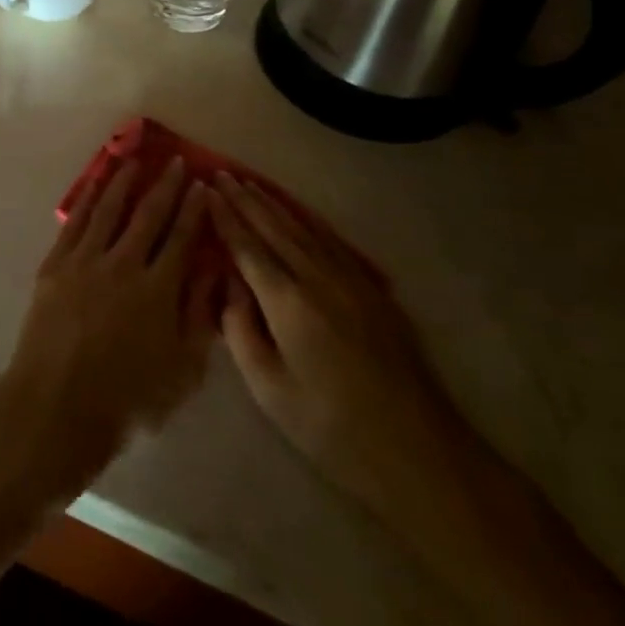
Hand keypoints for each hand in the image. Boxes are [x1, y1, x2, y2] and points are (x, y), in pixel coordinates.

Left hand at [0, 159, 218, 504]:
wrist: (56, 405)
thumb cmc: (127, 399)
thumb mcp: (182, 371)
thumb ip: (199, 316)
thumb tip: (214, 269)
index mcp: (158, 290)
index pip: (183, 238)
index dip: (194, 210)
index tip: (202, 185)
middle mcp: (123, 264)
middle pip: (148, 215)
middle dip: (165, 186)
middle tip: (176, 161)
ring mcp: (85, 261)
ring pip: (109, 209)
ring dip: (124, 181)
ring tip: (135, 159)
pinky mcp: (55, 264)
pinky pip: (75, 222)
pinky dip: (88, 198)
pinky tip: (96, 184)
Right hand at [211, 173, 463, 506]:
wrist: (418, 452)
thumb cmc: (331, 428)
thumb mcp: (269, 390)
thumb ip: (241, 331)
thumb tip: (230, 287)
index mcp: (288, 303)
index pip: (247, 247)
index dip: (225, 217)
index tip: (206, 190)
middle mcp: (318, 279)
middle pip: (274, 228)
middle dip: (245, 199)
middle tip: (222, 173)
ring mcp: (351, 281)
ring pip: (304, 229)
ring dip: (274, 204)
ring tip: (251, 183)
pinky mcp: (374, 291)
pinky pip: (332, 242)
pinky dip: (308, 221)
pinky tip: (299, 214)